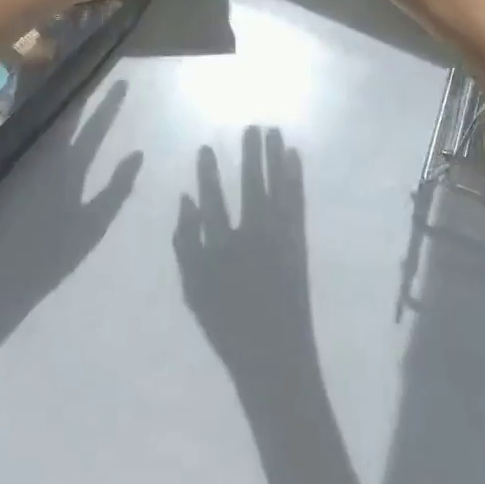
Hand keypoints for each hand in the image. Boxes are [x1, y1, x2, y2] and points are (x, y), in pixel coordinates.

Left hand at [0, 82, 140, 331]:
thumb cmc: (50, 256)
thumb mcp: (93, 225)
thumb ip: (115, 188)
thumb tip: (136, 154)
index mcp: (67, 167)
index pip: (93, 128)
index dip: (108, 106)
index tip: (121, 83)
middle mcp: (43, 160)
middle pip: (68, 123)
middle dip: (85, 102)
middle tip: (95, 80)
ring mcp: (24, 170)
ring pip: (49, 133)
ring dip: (65, 115)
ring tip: (79, 99)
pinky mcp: (10, 183)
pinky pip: (34, 148)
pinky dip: (49, 135)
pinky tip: (55, 133)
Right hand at [174, 131, 315, 372]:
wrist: (275, 358)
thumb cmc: (228, 325)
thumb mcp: (194, 289)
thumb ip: (185, 242)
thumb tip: (184, 199)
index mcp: (223, 247)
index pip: (212, 199)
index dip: (208, 173)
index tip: (205, 148)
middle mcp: (254, 235)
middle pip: (252, 184)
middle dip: (251, 154)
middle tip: (252, 125)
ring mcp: (281, 238)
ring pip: (277, 187)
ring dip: (275, 157)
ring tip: (274, 131)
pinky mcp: (300, 242)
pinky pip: (298, 202)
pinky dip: (296, 177)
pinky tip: (294, 158)